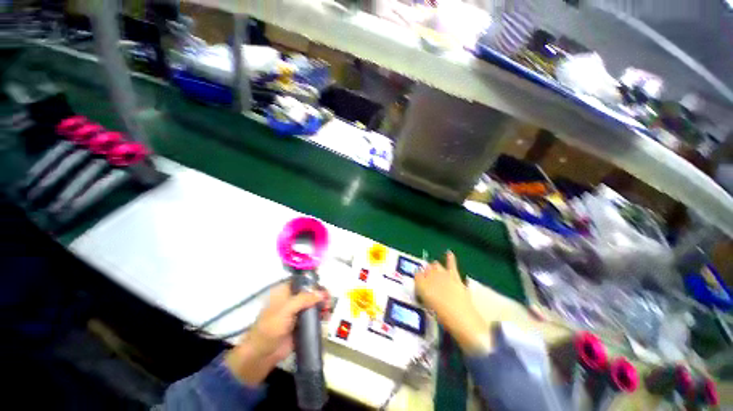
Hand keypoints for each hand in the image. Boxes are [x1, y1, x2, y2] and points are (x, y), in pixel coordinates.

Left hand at [225, 282, 328, 385]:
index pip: (302, 281)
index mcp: (285, 291)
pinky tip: (326, 316)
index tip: (323, 287)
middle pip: (311, 291)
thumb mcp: (285, 310)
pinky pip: (315, 315)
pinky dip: (322, 314)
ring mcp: (298, 311)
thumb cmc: (270, 327)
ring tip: (328, 309)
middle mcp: (293, 299)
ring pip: (314, 302)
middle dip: (321, 293)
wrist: (262, 354)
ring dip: (323, 303)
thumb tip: (322, 293)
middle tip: (328, 299)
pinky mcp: (302, 323)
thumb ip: (304, 299)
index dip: (313, 281)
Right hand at [415, 252, 489, 353]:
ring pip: (435, 265)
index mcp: (421, 285)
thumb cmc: (442, 316)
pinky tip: (449, 252)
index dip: (418, 279)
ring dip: (434, 267)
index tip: (419, 283)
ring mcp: (442, 274)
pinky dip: (450, 258)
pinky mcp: (454, 275)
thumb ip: (423, 293)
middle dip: (426, 272)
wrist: (461, 317)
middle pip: (426, 269)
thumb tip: (422, 286)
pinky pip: (451, 263)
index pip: (416, 275)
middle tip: (427, 281)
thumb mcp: (428, 305)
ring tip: (434, 271)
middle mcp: (430, 276)